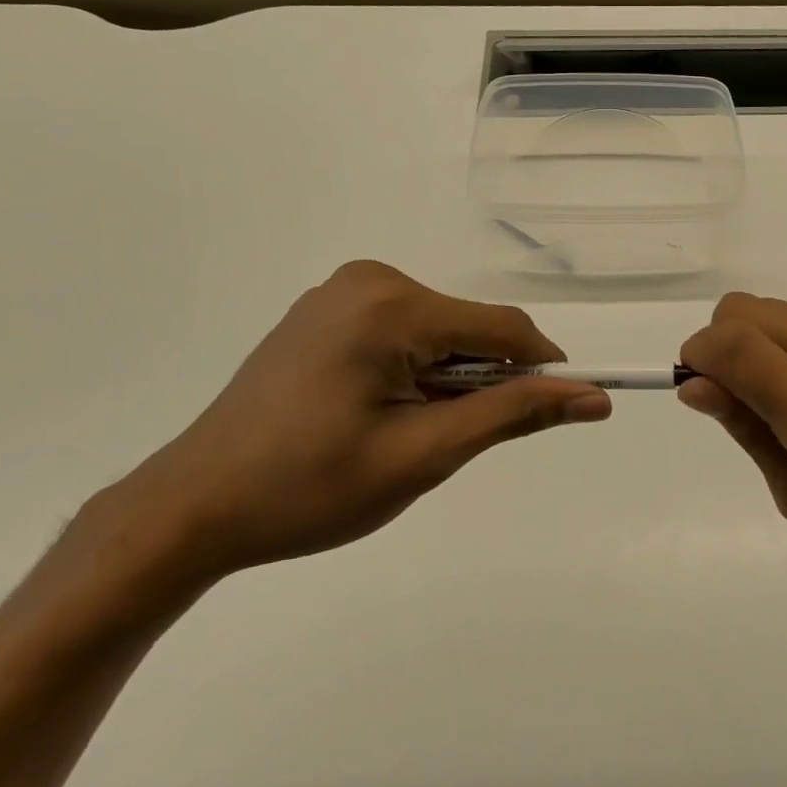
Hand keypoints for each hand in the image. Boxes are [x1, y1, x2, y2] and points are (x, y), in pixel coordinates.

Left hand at [111, 261, 611, 581]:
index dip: (543, 368)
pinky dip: (413, 369)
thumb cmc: (310, 488)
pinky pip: (400, 330)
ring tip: (399, 434)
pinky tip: (372, 412)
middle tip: (442, 443)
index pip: (504, 327)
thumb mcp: (423, 455)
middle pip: (467, 327)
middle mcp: (369, 279)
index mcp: (392, 304)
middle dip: (479, 381)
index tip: (560, 412)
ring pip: (436, 331)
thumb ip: (513, 415)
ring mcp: (341, 291)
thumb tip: (593, 396)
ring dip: (445, 379)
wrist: (193, 507)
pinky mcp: (324, 311)